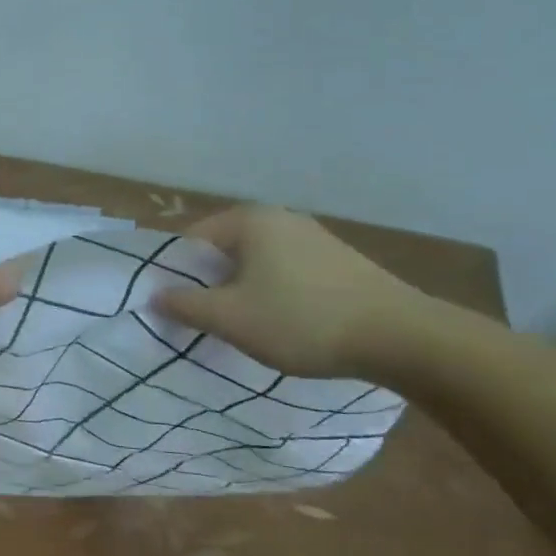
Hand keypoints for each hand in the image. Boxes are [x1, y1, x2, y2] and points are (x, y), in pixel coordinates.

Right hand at [154, 205, 426, 377]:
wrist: (402, 338)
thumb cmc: (302, 320)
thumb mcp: (231, 318)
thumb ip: (184, 305)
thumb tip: (154, 295)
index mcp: (248, 220)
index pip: (190, 241)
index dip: (175, 275)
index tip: (175, 309)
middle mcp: (279, 218)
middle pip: (222, 251)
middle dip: (208, 285)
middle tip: (205, 322)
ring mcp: (312, 237)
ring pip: (255, 264)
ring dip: (241, 292)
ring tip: (243, 328)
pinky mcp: (337, 261)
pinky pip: (285, 272)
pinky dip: (273, 293)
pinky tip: (283, 324)